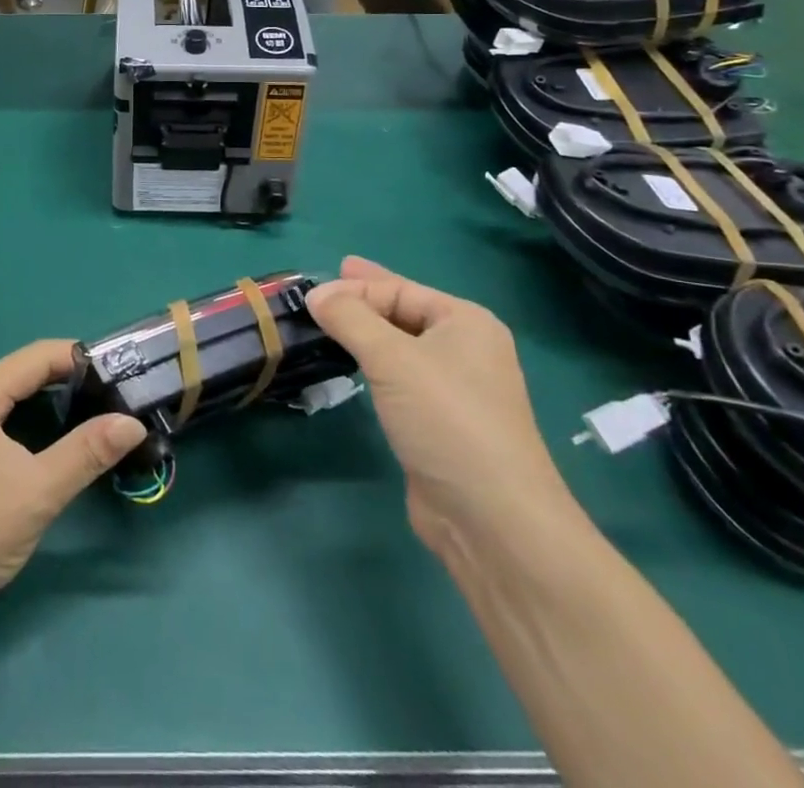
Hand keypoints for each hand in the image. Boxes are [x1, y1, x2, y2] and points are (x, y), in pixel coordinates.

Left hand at [0, 339, 146, 615]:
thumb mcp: (41, 491)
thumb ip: (88, 452)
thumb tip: (133, 423)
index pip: (34, 357)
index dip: (77, 357)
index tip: (114, 368)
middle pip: (20, 369)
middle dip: (64, 373)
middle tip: (107, 387)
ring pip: (8, 391)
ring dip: (46, 392)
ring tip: (88, 402)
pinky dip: (27, 410)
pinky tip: (49, 428)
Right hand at [307, 257, 568, 553]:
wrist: (492, 520)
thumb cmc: (446, 420)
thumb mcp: (392, 358)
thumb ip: (350, 319)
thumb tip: (316, 293)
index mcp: (466, 322)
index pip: (400, 290)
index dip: (355, 287)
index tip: (311, 291)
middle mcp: (466, 350)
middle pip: (403, 312)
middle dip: (364, 300)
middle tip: (327, 284)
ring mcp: (456, 390)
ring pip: (400, 348)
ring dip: (366, 336)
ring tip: (331, 324)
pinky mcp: (441, 425)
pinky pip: (400, 380)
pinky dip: (374, 368)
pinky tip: (355, 368)